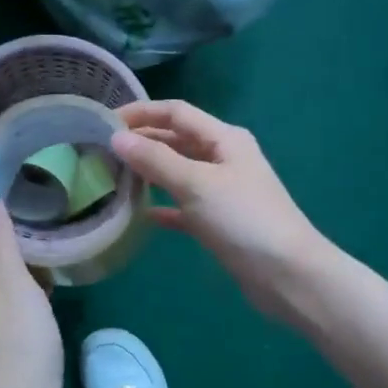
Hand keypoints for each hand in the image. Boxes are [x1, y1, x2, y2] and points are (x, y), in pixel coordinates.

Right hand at [110, 100, 331, 323]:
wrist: (287, 275)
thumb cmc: (243, 219)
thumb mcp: (197, 184)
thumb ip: (156, 160)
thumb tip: (116, 138)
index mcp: (224, 139)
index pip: (177, 112)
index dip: (141, 112)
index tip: (103, 121)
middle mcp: (223, 158)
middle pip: (176, 140)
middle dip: (141, 142)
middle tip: (100, 150)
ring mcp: (221, 191)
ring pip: (177, 173)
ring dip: (148, 172)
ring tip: (111, 176)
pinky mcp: (218, 222)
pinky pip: (183, 206)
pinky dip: (162, 206)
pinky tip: (138, 214)